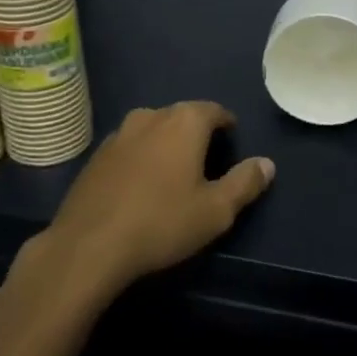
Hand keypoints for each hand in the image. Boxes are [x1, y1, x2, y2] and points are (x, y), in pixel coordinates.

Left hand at [38, 102, 274, 299]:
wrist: (89, 245)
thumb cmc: (162, 223)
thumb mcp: (216, 210)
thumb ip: (245, 183)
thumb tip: (267, 163)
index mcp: (184, 122)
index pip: (214, 110)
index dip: (227, 124)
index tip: (232, 142)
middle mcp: (150, 116)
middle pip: (182, 116)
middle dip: (196, 133)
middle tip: (207, 161)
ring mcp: (118, 134)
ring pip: (153, 129)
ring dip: (166, 143)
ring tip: (174, 173)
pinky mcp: (96, 155)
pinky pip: (129, 147)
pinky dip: (141, 157)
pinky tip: (141, 185)